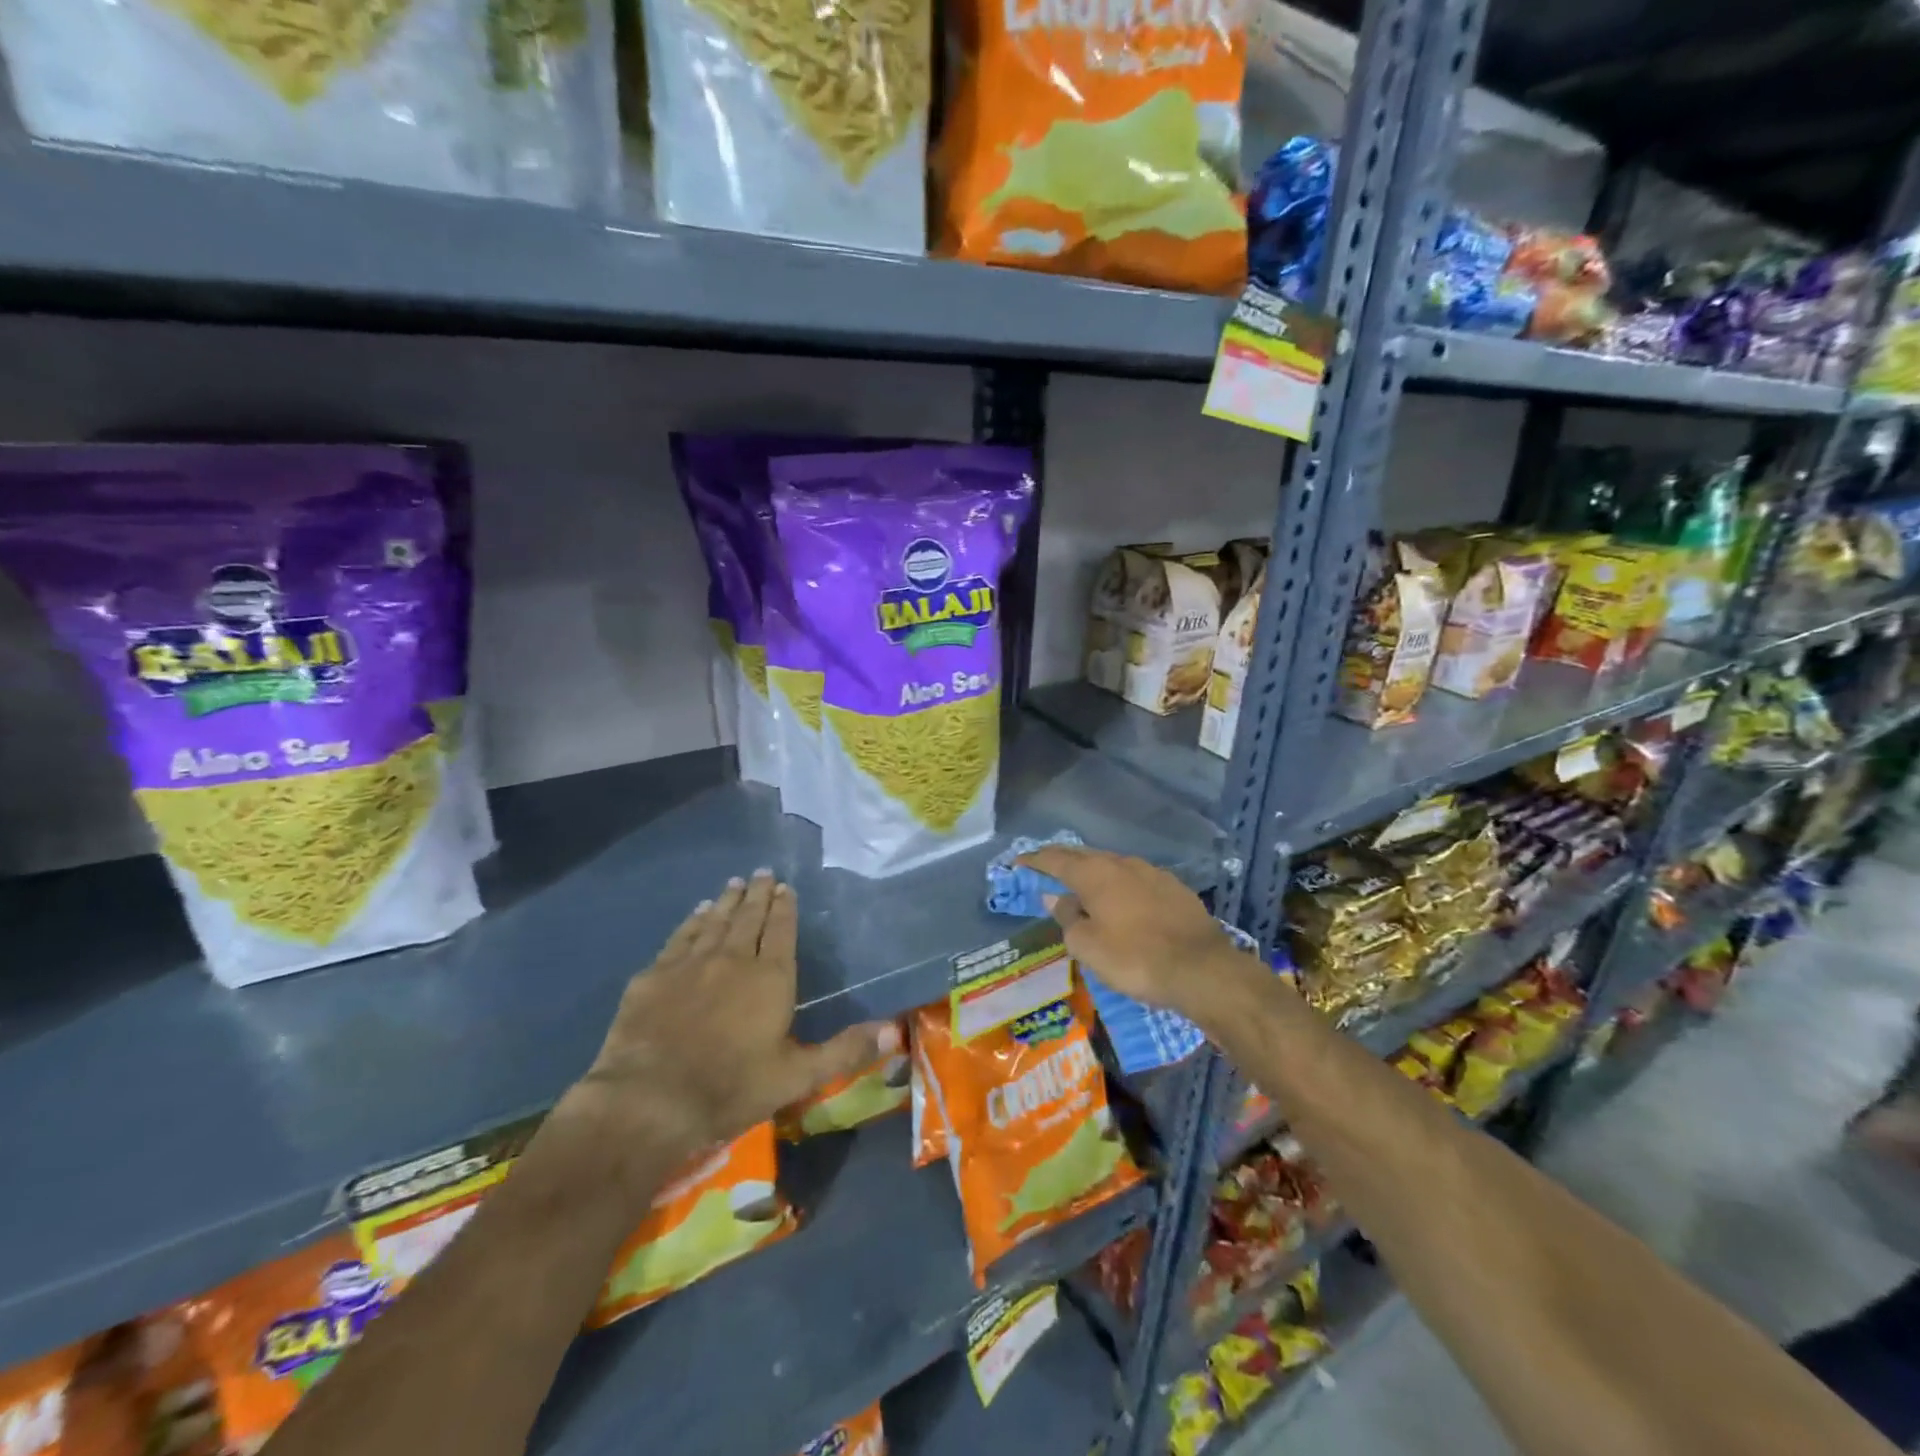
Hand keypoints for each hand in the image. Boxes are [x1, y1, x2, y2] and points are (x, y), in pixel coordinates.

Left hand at [570, 872, 895, 1164]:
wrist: (649, 1100)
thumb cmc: (731, 1088)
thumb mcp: (797, 1076)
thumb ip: (845, 1050)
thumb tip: (896, 1031)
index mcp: (770, 977)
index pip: (781, 931)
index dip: (785, 908)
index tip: (786, 887)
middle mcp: (733, 959)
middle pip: (749, 918)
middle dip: (758, 894)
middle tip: (763, 873)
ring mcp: (690, 964)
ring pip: (715, 922)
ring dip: (727, 901)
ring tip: (735, 884)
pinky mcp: (654, 975)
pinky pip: (680, 937)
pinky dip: (692, 921)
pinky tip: (697, 913)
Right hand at [1017, 846, 1252, 1021]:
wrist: (1202, 969)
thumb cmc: (1134, 958)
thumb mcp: (1088, 946)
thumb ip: (1068, 918)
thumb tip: (1057, 897)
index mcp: (1095, 874)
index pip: (1056, 859)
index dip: (1035, 860)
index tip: (1019, 862)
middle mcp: (1122, 863)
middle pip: (1085, 856)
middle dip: (1063, 862)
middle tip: (1046, 870)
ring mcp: (1152, 873)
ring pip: (1113, 866)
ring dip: (1094, 874)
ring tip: (1083, 887)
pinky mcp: (1174, 888)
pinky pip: (1136, 880)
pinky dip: (1120, 886)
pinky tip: (1121, 901)